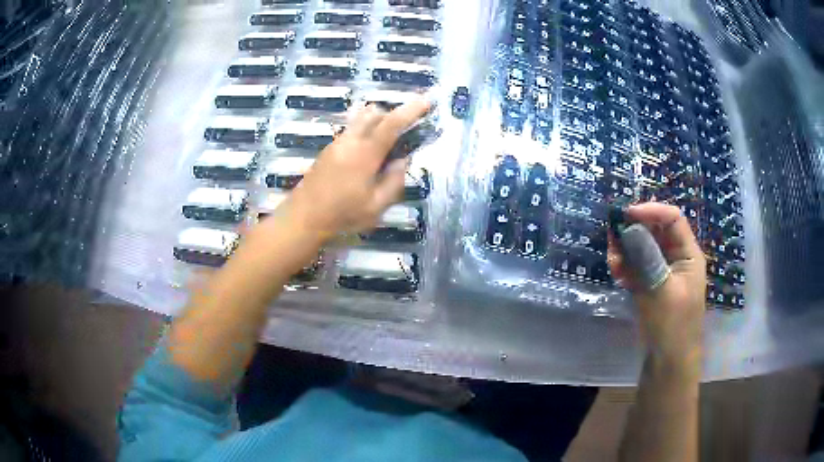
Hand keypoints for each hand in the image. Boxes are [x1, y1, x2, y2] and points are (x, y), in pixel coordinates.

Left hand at [284, 99, 430, 238]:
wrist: (303, 217)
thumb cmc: (342, 215)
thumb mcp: (376, 207)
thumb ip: (394, 182)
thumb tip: (402, 161)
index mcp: (365, 154)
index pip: (391, 124)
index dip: (411, 110)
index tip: (426, 101)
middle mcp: (350, 141)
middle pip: (373, 113)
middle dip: (393, 115)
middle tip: (404, 131)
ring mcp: (337, 143)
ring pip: (360, 120)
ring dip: (377, 123)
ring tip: (385, 145)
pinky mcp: (328, 150)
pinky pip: (351, 131)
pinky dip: (365, 132)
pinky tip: (366, 157)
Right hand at [607, 203, 706, 363]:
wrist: (668, 362)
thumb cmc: (673, 325)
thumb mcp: (663, 290)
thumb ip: (647, 258)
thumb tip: (629, 229)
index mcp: (688, 254)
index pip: (672, 218)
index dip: (651, 211)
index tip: (626, 215)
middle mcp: (676, 257)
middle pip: (655, 230)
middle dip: (634, 230)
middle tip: (612, 236)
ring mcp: (662, 271)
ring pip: (643, 248)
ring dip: (626, 249)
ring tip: (612, 260)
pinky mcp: (650, 284)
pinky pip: (636, 266)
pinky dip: (625, 266)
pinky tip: (616, 272)